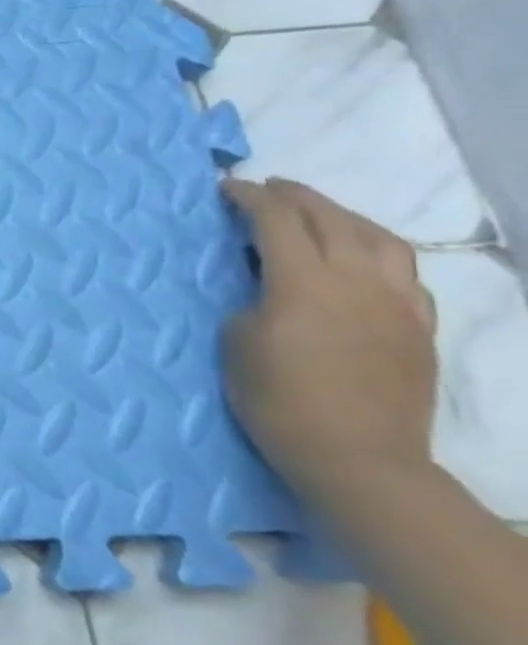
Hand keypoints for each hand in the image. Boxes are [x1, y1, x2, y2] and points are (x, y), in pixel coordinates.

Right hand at [221, 177, 437, 505]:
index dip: (248, 198)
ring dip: (344, 216)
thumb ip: (254, 299)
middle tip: (268, 188)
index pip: (276, 221)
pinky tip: (362, 260)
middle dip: (296, 196)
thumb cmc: (276, 398)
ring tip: (320, 214)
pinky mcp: (418, 327)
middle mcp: (357, 281)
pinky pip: (404, 272)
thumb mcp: (237, 341)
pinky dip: (377, 251)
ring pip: (380, 238)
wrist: (356, 457)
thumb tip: (267, 286)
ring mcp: (398, 303)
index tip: (226, 188)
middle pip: (331, 219)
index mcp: (304, 282)